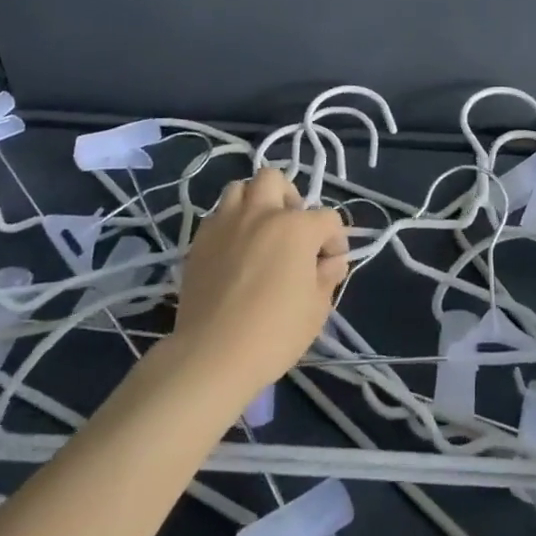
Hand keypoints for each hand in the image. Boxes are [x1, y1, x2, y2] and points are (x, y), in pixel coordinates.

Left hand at [171, 166, 348, 402]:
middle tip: (291, 229)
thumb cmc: (273, 334)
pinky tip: (233, 250)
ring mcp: (226, 223)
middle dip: (288, 198)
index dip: (335, 240)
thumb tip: (331, 261)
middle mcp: (261, 214)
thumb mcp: (316, 310)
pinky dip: (229, 223)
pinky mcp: (199, 241)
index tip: (331, 264)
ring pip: (240, 188)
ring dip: (253, 202)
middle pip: (275, 180)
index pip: (327, 218)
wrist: (212, 356)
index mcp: (296, 227)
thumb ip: (328, 277)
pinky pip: (217, 215)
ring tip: (258, 231)